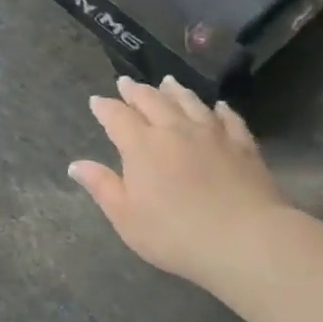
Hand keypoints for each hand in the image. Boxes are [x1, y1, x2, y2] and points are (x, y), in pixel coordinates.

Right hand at [69, 76, 291, 290]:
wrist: (246, 239)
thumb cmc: (175, 234)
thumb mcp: (126, 217)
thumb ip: (102, 187)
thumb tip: (76, 164)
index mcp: (141, 146)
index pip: (117, 117)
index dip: (105, 107)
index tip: (96, 101)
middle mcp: (174, 130)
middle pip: (152, 100)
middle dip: (136, 91)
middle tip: (126, 82)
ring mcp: (212, 134)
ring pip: (189, 102)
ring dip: (174, 90)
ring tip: (167, 82)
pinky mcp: (243, 145)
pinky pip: (229, 119)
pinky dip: (220, 109)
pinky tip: (218, 106)